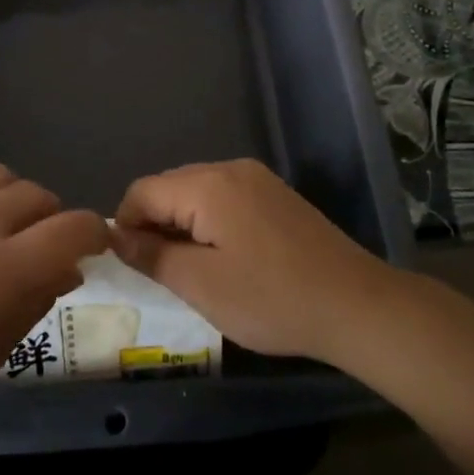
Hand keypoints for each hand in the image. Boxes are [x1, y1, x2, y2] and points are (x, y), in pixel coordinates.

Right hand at [107, 158, 399, 363]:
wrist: (355, 304)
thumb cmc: (272, 298)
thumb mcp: (201, 286)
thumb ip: (153, 256)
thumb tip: (118, 236)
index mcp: (208, 185)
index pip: (143, 190)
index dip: (125, 225)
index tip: (128, 265)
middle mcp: (230, 169)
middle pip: (170, 186)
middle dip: (153, 224)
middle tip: (157, 273)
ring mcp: (257, 179)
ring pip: (197, 193)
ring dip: (182, 225)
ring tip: (188, 271)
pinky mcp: (276, 196)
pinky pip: (225, 199)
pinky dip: (209, 223)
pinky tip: (222, 259)